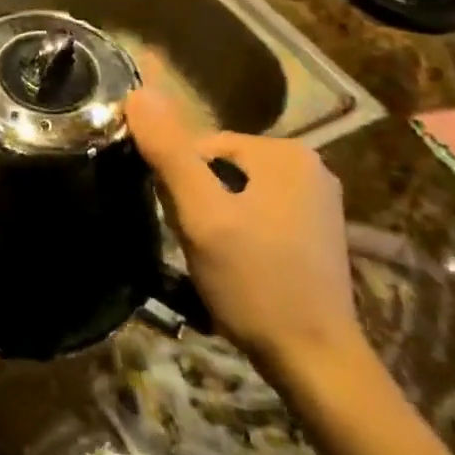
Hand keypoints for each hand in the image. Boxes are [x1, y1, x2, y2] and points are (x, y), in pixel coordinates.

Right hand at [126, 88, 361, 380]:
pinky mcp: (316, 230)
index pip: (199, 145)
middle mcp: (308, 164)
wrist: (316, 363)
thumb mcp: (201, 215)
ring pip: (234, 191)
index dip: (178, 183)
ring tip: (215, 258)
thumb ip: (169, 152)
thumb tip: (137, 92)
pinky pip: (256, 211)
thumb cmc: (255, 283)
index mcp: (284, 151)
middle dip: (197, 200)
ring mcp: (316, 199)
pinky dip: (238, 232)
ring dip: (213, 218)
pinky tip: (238, 266)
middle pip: (218, 167)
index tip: (182, 224)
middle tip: (197, 244)